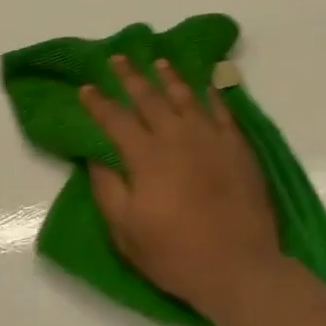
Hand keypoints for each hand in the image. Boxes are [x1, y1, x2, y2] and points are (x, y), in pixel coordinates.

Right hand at [80, 55, 284, 315]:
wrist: (240, 267)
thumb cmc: (176, 254)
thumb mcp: (126, 231)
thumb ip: (107, 189)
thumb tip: (94, 156)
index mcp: (146, 157)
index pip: (115, 120)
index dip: (98, 103)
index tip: (86, 87)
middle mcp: (178, 138)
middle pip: (149, 99)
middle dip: (130, 77)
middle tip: (118, 58)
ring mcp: (212, 139)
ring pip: (186, 98)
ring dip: (170, 78)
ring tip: (158, 61)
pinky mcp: (238, 148)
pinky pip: (222, 112)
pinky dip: (211, 95)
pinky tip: (205, 86)